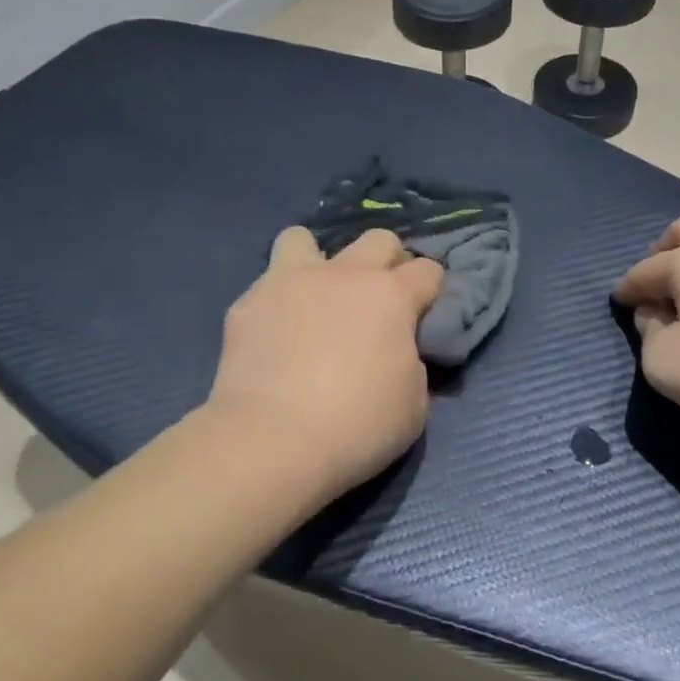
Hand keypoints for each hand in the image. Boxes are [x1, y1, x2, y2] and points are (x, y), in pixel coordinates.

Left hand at [207, 226, 444, 501]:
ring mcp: (292, 281)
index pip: (428, 270)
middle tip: (376, 301)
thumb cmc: (356, 426)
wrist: (272, 441)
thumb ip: (413, 365)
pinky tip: (273, 334)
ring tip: (313, 297)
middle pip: (378, 239)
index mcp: (392, 296)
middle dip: (386, 262)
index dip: (430, 291)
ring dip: (315, 261)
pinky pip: (266, 285)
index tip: (423, 316)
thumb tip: (400, 352)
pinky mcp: (249, 302)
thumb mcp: (413, 406)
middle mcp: (345, 274)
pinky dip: (276, 302)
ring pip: (304, 238)